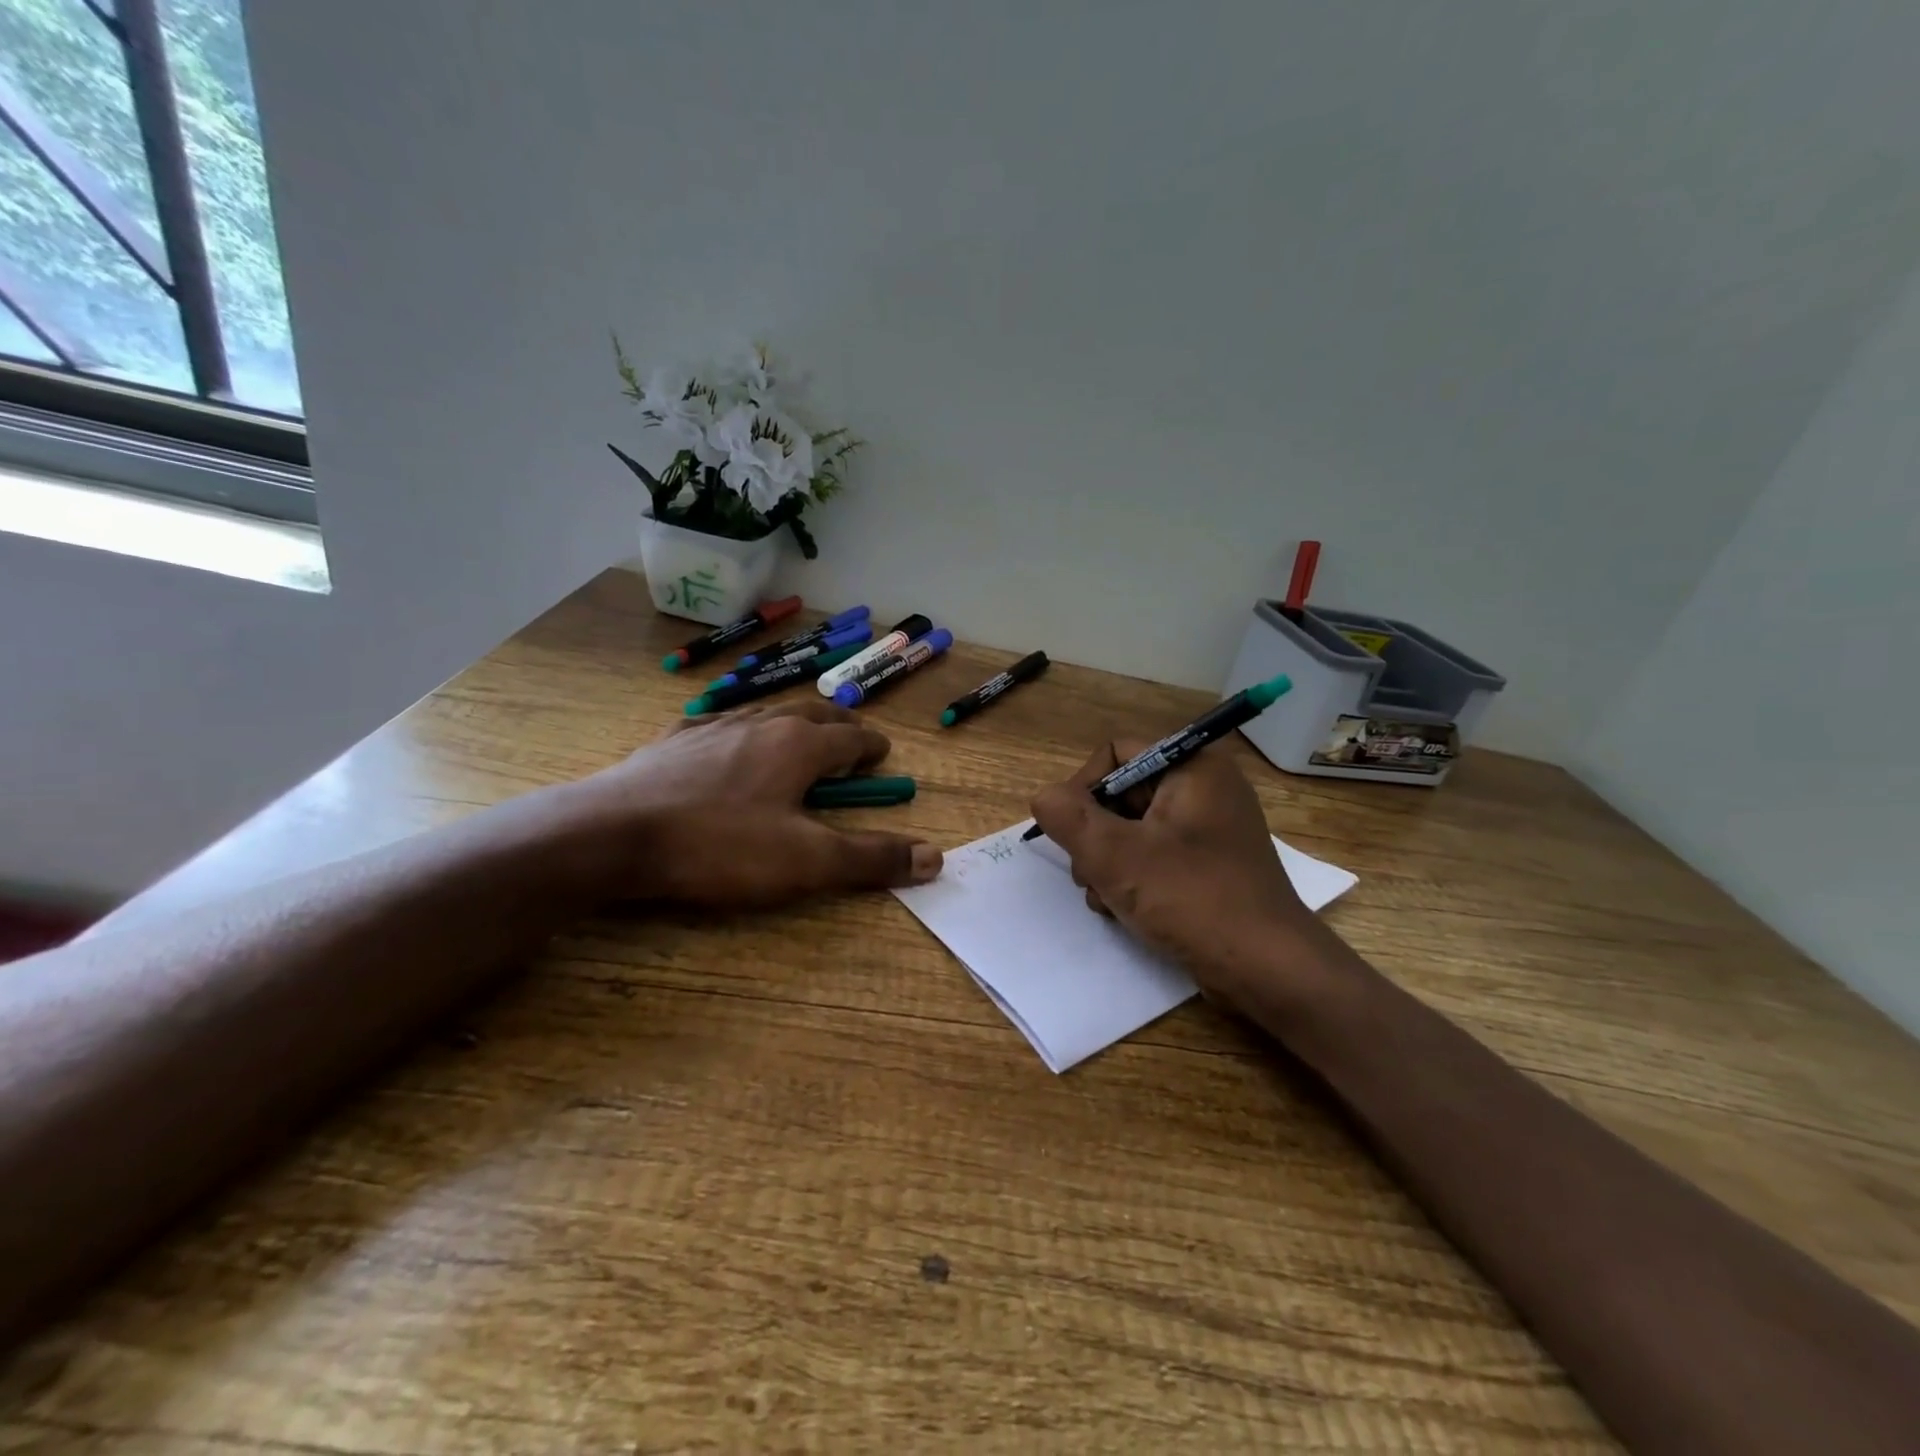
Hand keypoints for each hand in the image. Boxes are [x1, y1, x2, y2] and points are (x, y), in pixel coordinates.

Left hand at [560, 700, 941, 907]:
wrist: (614, 834)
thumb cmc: (719, 846)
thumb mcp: (806, 862)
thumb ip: (871, 858)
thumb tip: (935, 857)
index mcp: (798, 745)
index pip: (850, 738)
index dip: (871, 746)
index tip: (883, 752)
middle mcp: (761, 724)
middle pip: (811, 713)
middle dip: (838, 723)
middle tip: (851, 734)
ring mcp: (712, 727)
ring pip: (765, 713)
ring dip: (791, 721)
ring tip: (797, 732)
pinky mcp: (672, 741)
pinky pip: (718, 723)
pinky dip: (739, 729)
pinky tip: (726, 740)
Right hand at [1029, 741, 1342, 1018]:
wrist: (1266, 969)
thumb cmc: (1192, 899)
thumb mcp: (1116, 855)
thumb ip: (1068, 817)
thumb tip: (1044, 796)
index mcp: (1192, 768)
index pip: (1116, 753)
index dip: (1084, 787)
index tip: (1072, 831)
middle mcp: (1204, 788)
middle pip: (1121, 794)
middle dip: (1094, 836)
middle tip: (1089, 875)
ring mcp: (1209, 828)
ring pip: (1131, 829)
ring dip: (1106, 862)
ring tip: (1106, 899)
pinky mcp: (1209, 864)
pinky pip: (1154, 854)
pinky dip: (1131, 877)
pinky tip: (1123, 910)